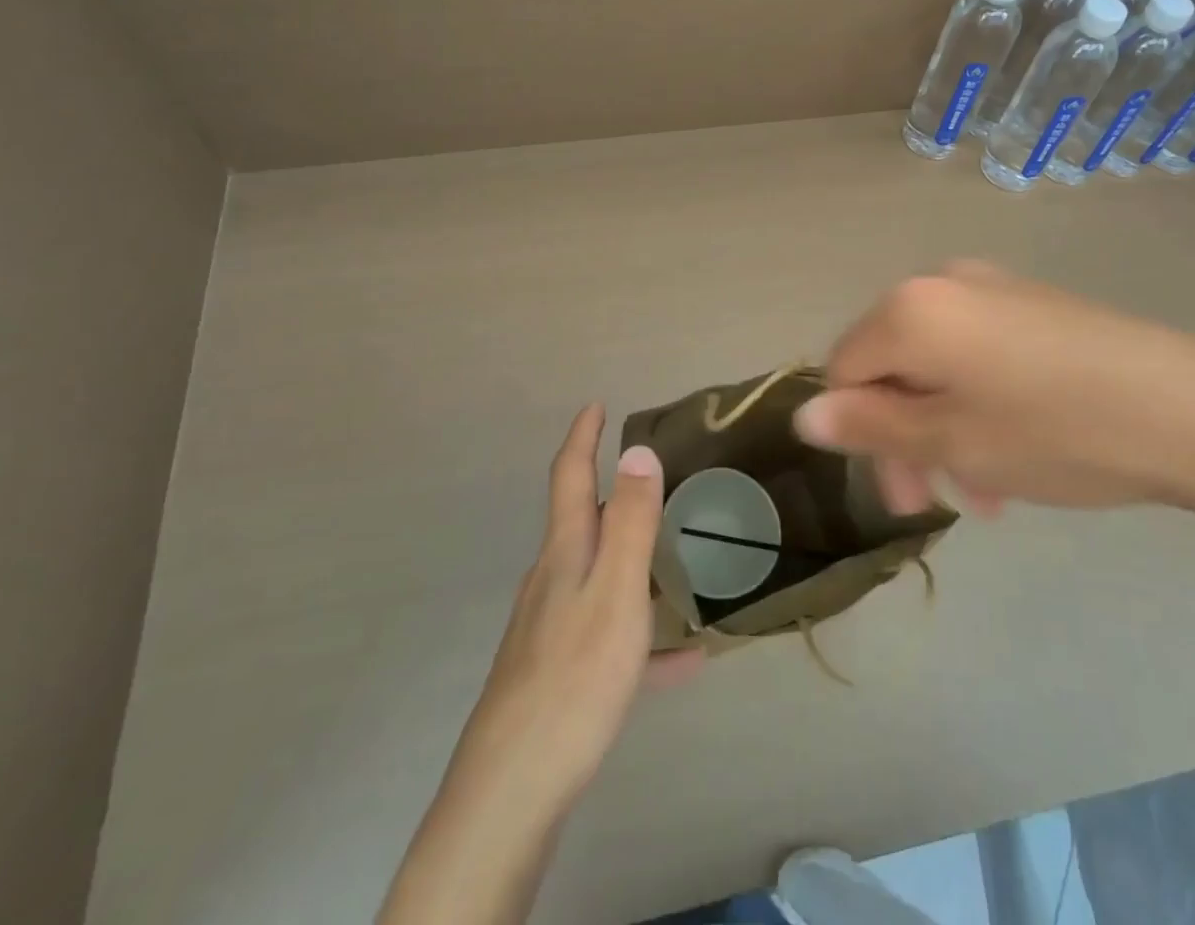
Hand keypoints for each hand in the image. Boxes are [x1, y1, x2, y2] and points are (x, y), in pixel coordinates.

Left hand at [446, 405, 702, 816]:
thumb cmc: (574, 676)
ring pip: (597, 577)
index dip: (583, 437)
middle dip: (610, 494)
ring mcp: (551, 626)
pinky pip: (610, 638)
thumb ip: (632, 522)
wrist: (513, 788)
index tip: (596, 406)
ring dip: (631, 562)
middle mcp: (552, 579)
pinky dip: (642, 637)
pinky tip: (682, 662)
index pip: (570, 476)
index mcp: (566, 552)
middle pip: (582, 522)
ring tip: (673, 564)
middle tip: (650, 482)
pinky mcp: (558, 672)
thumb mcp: (616, 592)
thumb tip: (639, 450)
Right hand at [793, 261, 1194, 516]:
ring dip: (945, 428)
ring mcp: (993, 290)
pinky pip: (979, 354)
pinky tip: (1016, 453)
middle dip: (904, 436)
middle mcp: (943, 284)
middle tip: (934, 499)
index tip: (899, 490)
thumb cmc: (1054, 430)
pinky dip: (979, 403)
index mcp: (911, 309)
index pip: (843, 368)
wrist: (1194, 411)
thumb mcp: (950, 439)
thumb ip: (869, 425)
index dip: (856, 431)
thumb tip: (805, 415)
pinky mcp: (1035, 305)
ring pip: (937, 366)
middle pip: (891, 366)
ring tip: (987, 489)